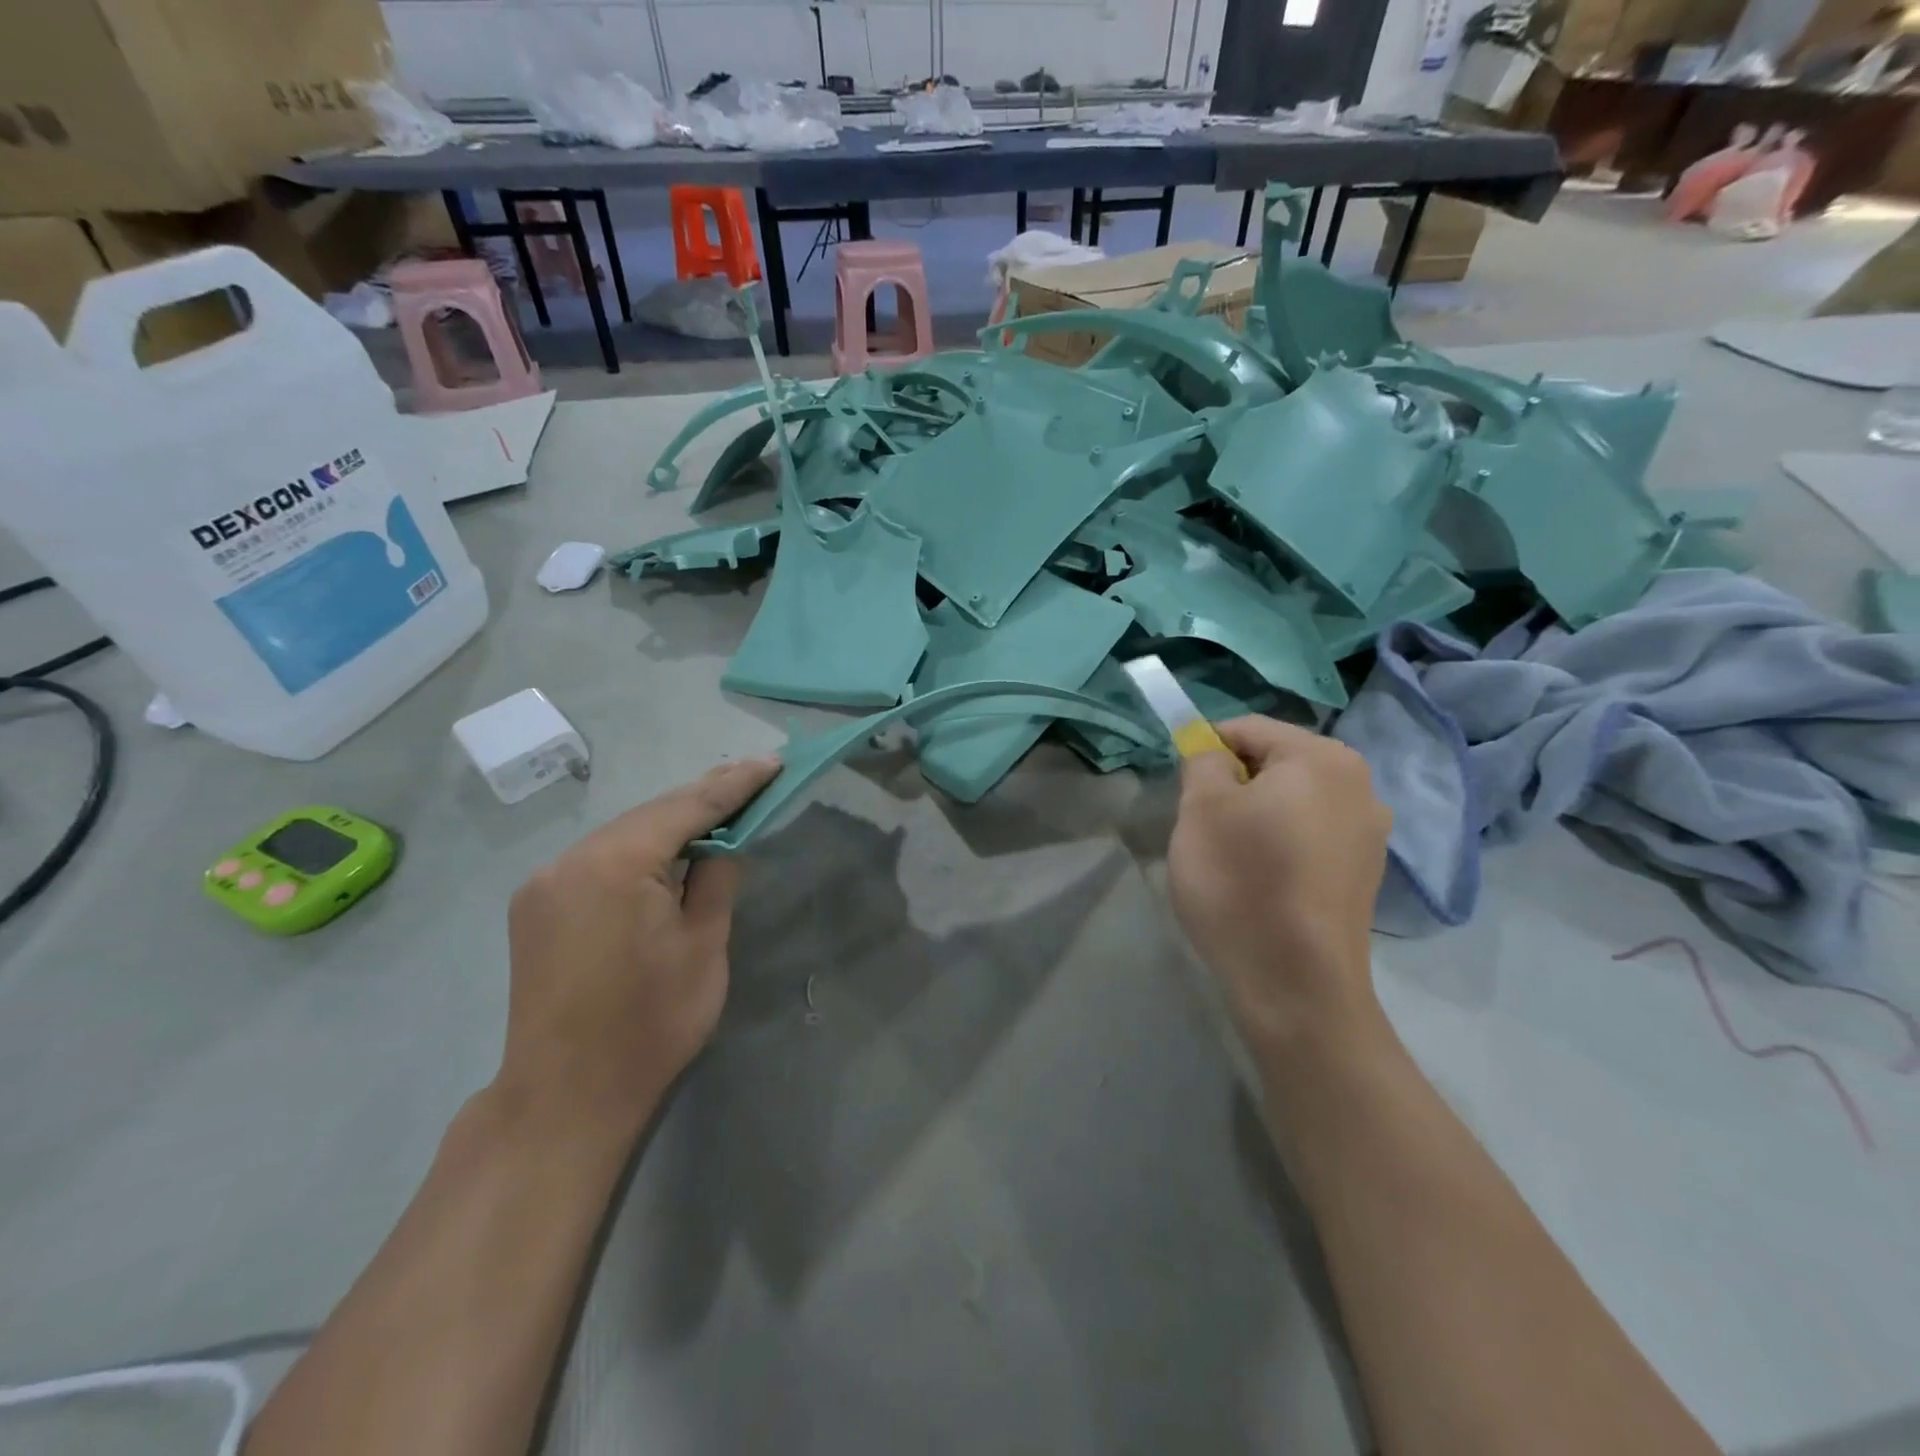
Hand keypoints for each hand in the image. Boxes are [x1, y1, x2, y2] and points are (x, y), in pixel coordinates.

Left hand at [498, 757, 780, 1126]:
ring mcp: (546, 882)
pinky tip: (667, 853)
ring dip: (671, 824)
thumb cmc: (650, 1024)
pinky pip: (600, 858)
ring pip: (623, 834)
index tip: (773, 763)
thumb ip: (716, 879)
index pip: (688, 807)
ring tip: (719, 811)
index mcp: (616, 864)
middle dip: (704, 797)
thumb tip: (720, 844)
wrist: (566, 1096)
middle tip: (754, 778)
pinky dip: (639, 850)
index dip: (735, 784)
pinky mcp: (537, 905)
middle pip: (651, 813)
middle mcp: (571, 859)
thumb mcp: (705, 947)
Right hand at [1168, 718, 1391, 1053]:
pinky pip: (1310, 837)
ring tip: (1230, 857)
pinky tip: (1260, 882)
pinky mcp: (1364, 874)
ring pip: (1292, 802)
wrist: (1296, 984)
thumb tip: (1211, 751)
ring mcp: (1369, 834)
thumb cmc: (1242, 882)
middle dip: (1233, 784)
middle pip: (1275, 763)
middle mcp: (1360, 785)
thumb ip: (1202, 761)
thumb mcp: (1201, 809)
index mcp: (1322, 759)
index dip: (1205, 748)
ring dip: (1255, 815)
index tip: (1181, 786)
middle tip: (1202, 825)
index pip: (1249, 729)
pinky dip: (1279, 844)